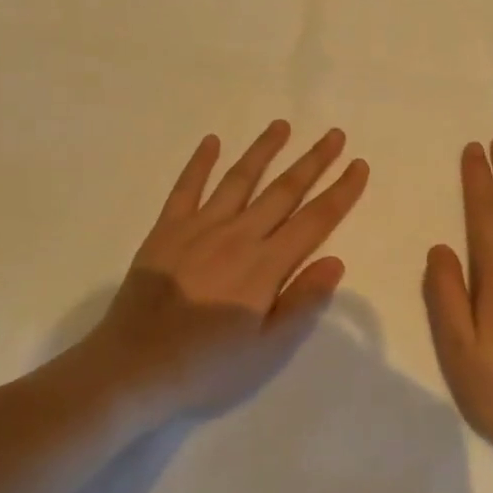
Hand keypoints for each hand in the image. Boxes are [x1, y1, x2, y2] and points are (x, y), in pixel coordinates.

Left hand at [93, 121, 369, 421]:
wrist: (133, 367)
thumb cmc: (206, 366)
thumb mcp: (266, 349)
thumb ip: (302, 302)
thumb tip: (335, 260)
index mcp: (265, 265)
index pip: (314, 220)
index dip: (341, 192)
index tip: (359, 165)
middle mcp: (237, 235)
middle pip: (283, 190)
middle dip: (313, 161)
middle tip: (334, 134)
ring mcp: (199, 228)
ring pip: (239, 179)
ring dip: (264, 150)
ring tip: (282, 125)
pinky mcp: (166, 229)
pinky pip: (187, 187)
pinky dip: (200, 162)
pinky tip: (212, 141)